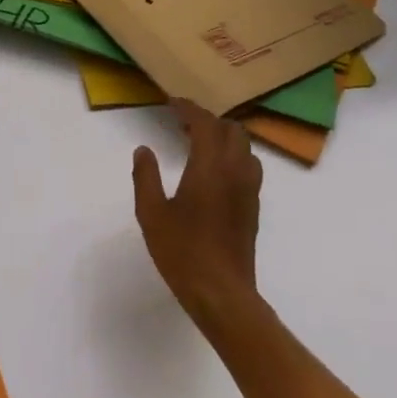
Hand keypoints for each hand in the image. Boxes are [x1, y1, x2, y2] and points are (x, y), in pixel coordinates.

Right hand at [132, 100, 263, 328]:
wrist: (222, 294)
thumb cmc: (182, 252)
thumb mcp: (151, 213)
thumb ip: (145, 176)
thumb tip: (143, 150)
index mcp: (210, 167)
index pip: (205, 124)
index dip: (189, 109)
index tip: (172, 103)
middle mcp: (235, 172)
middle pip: (232, 130)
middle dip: (209, 121)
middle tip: (184, 125)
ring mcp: (249, 191)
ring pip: (245, 148)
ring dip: (224, 138)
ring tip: (199, 145)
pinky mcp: (253, 208)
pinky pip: (249, 167)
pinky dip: (232, 156)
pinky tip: (213, 172)